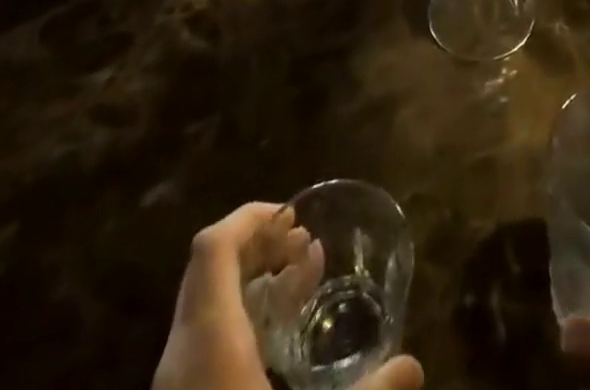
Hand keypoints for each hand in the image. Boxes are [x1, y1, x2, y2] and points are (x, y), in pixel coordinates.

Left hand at [153, 202, 423, 389]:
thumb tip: (414, 367)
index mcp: (207, 344)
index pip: (213, 248)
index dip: (251, 218)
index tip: (295, 217)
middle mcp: (181, 357)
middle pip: (210, 271)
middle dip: (261, 245)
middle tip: (307, 244)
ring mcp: (176, 389)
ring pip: (209, 307)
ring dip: (256, 281)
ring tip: (306, 276)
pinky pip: (207, 343)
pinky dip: (244, 321)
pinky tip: (283, 339)